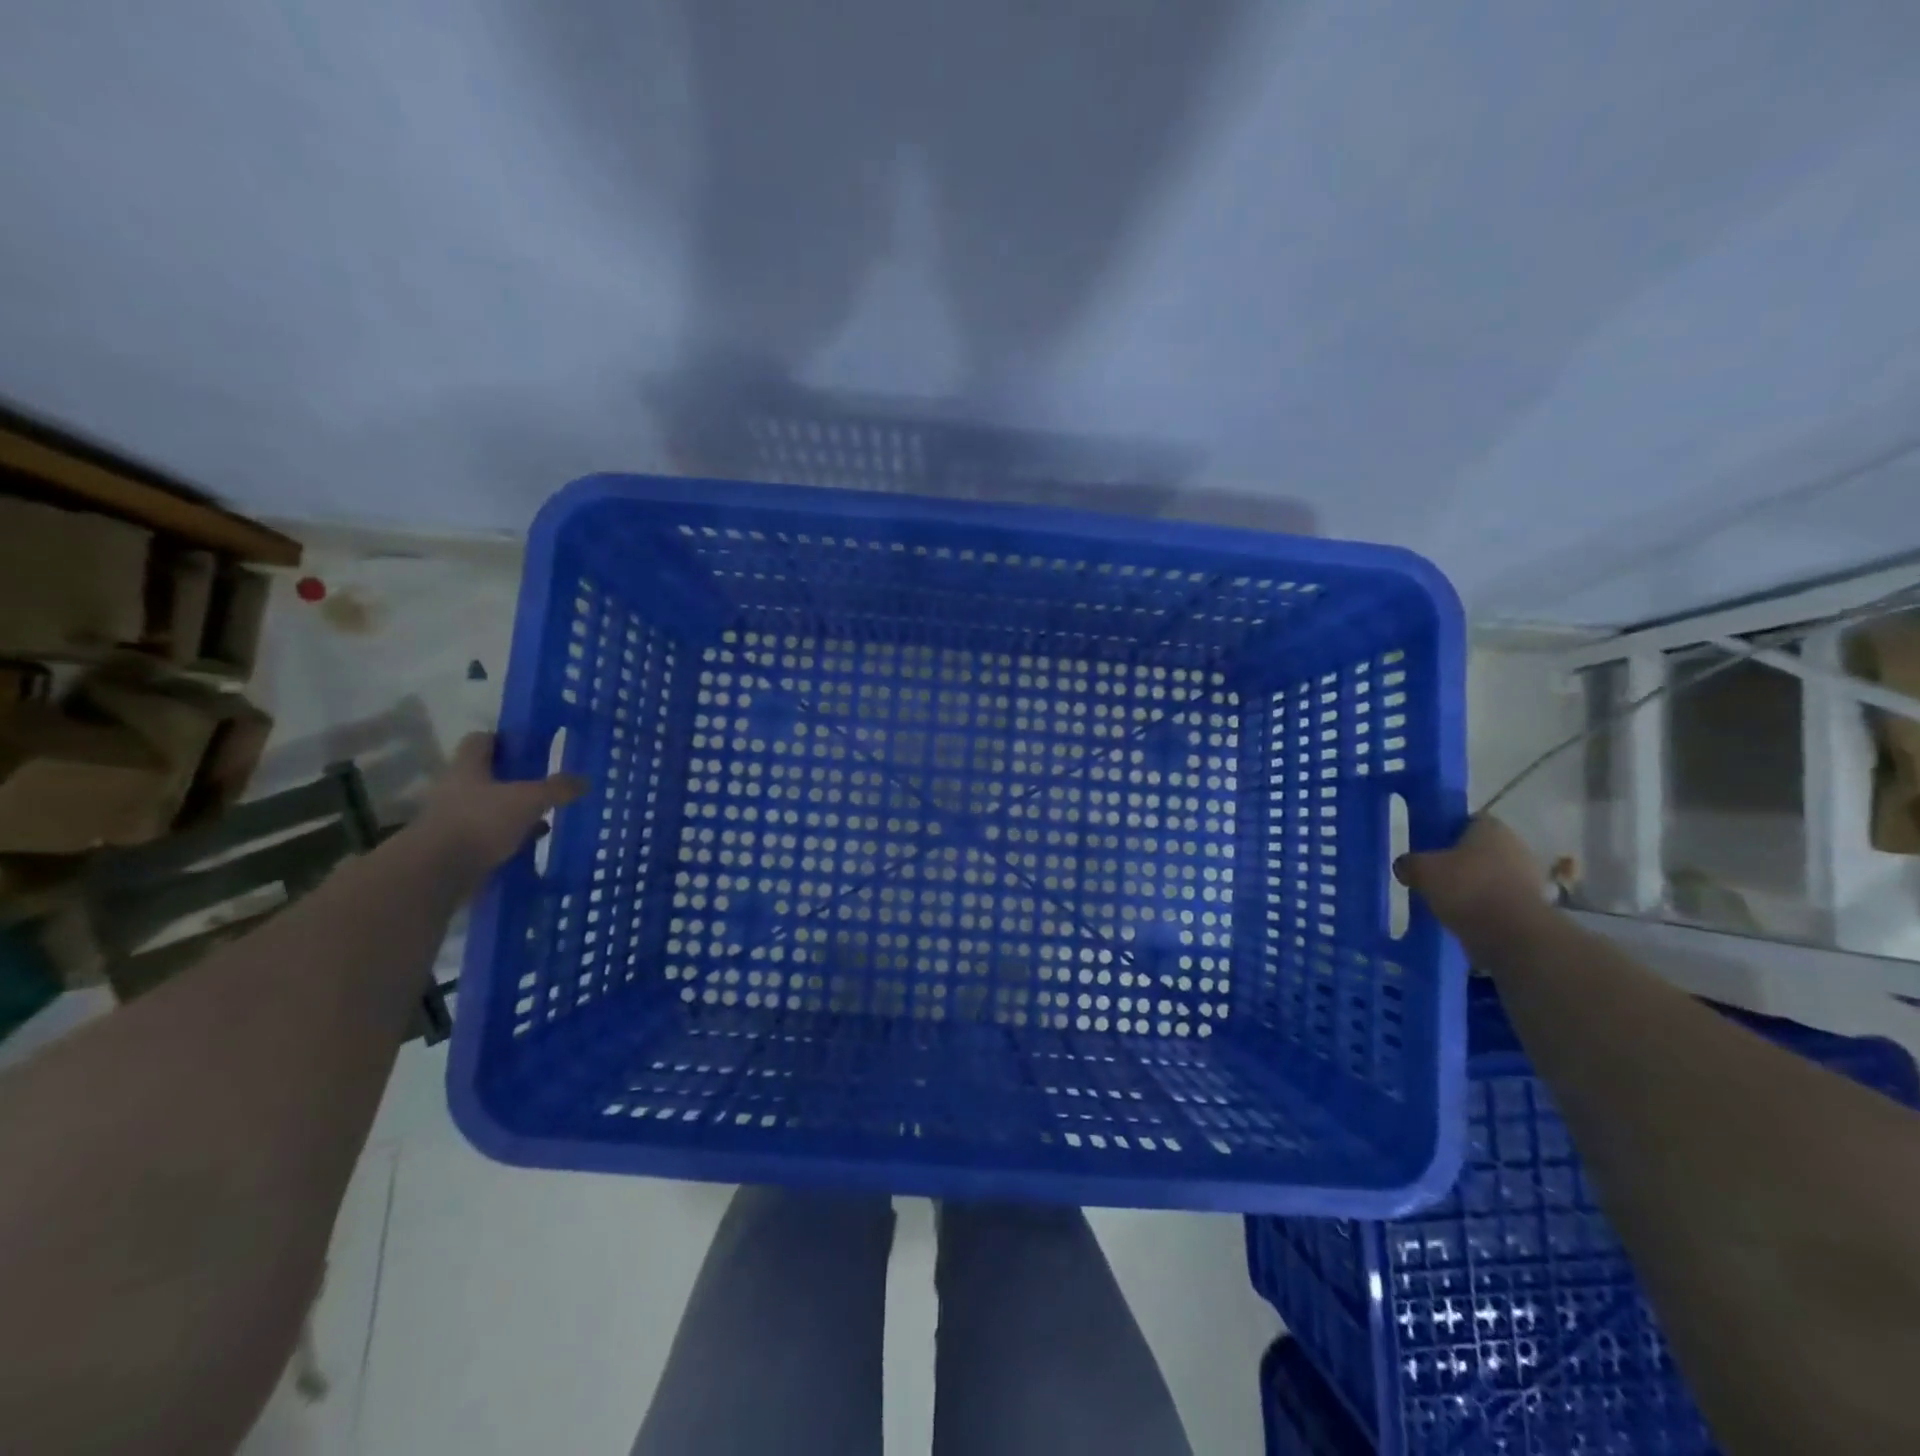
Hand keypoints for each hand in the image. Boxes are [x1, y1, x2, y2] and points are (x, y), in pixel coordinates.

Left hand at [415, 732, 587, 878]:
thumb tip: (585, 781)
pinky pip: (489, 836)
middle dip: (515, 780)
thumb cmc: (481, 821)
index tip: (529, 748)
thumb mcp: (529, 800)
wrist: (437, 872)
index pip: (481, 741)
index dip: (504, 740)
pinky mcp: (457, 847)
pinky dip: (509, 838)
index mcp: (467, 768)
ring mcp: (453, 820)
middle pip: (487, 776)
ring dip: (513, 812)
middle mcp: (455, 789)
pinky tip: (531, 844)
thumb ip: (557, 789)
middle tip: (544, 784)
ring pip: (489, 808)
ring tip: (544, 817)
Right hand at [1393, 816, 1547, 941]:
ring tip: (1445, 901)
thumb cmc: (1467, 888)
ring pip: (1490, 876)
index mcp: (1491, 828)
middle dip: (1459, 861)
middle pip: (1480, 849)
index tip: (1429, 846)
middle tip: (1433, 875)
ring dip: (1472, 886)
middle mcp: (1515, 847)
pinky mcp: (1532, 908)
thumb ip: (1409, 863)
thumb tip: (1404, 866)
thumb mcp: (1422, 870)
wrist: (1513, 935)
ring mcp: (1528, 879)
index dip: (1446, 831)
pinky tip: (1463, 919)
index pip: (1467, 821)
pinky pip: (1499, 901)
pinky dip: (1483, 908)